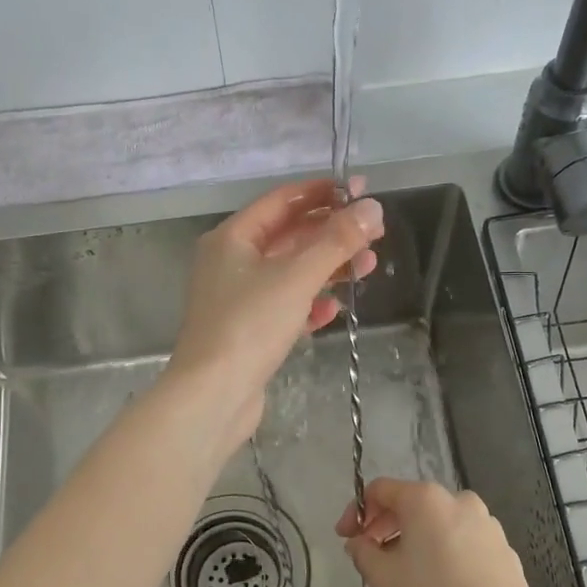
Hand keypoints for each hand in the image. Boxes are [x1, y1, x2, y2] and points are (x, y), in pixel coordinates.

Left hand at [166, 178, 383, 452]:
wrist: (213, 396)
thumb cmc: (250, 325)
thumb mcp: (297, 277)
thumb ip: (336, 241)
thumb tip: (371, 207)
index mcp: (232, 238)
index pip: (281, 201)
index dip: (321, 193)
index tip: (359, 190)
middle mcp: (230, 262)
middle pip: (288, 236)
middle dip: (330, 233)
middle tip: (373, 233)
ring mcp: (237, 298)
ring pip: (290, 272)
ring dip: (327, 268)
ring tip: (367, 268)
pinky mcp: (247, 330)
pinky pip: (284, 305)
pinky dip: (309, 303)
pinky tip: (332, 308)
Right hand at [336, 478, 538, 586]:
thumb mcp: (383, 578)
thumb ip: (362, 552)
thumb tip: (359, 542)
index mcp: (425, 498)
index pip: (380, 490)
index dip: (357, 511)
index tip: (346, 539)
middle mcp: (457, 499)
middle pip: (411, 503)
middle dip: (385, 526)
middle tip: (371, 556)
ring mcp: (485, 521)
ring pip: (438, 522)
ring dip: (416, 539)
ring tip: (406, 572)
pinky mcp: (503, 545)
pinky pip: (463, 539)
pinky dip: (444, 551)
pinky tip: (441, 582)